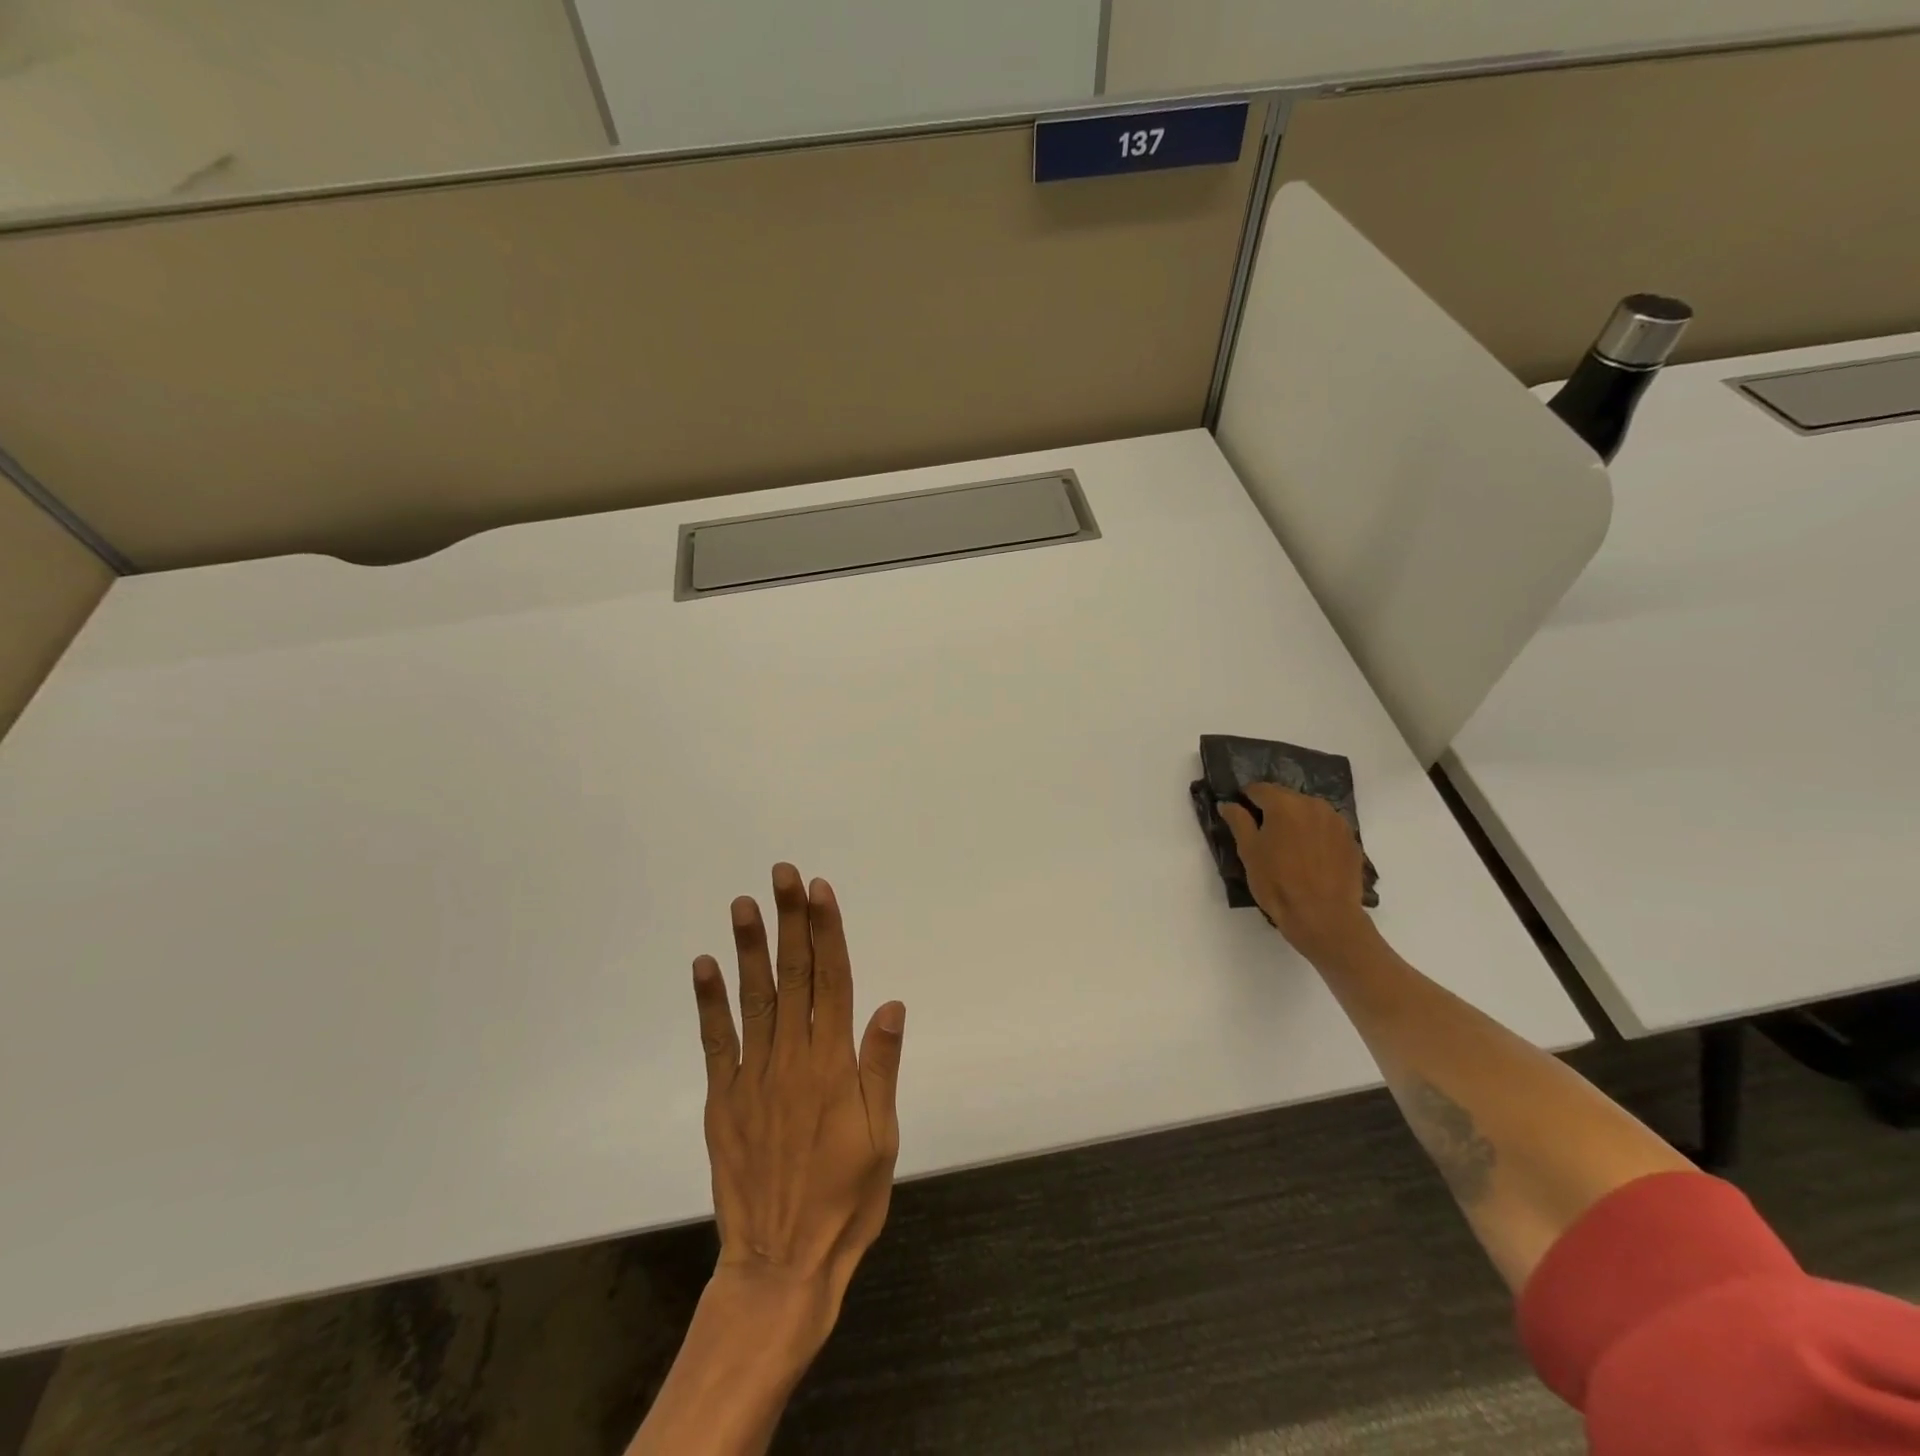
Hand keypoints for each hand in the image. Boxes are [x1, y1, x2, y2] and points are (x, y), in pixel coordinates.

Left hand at [691, 864, 905, 1348]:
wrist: (781, 1265)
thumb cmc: (846, 1201)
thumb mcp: (882, 1138)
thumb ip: (880, 1066)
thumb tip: (888, 1004)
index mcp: (833, 1064)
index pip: (833, 981)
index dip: (827, 932)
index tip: (820, 891)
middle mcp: (792, 1058)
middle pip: (794, 976)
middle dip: (791, 920)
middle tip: (783, 874)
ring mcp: (753, 1076)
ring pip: (754, 997)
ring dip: (749, 947)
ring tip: (744, 903)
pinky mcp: (724, 1099)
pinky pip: (716, 1041)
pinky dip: (710, 1002)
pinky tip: (706, 965)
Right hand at [1220, 783, 1377, 966]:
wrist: (1324, 917)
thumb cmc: (1277, 883)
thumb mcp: (1249, 852)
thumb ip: (1238, 821)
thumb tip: (1228, 803)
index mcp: (1285, 804)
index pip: (1259, 789)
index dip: (1246, 799)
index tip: (1240, 815)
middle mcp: (1313, 804)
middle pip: (1286, 797)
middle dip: (1272, 809)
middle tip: (1263, 834)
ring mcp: (1336, 821)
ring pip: (1308, 811)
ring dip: (1296, 821)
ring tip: (1288, 846)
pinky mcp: (1351, 840)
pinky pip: (1326, 828)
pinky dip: (1315, 834)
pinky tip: (1310, 857)